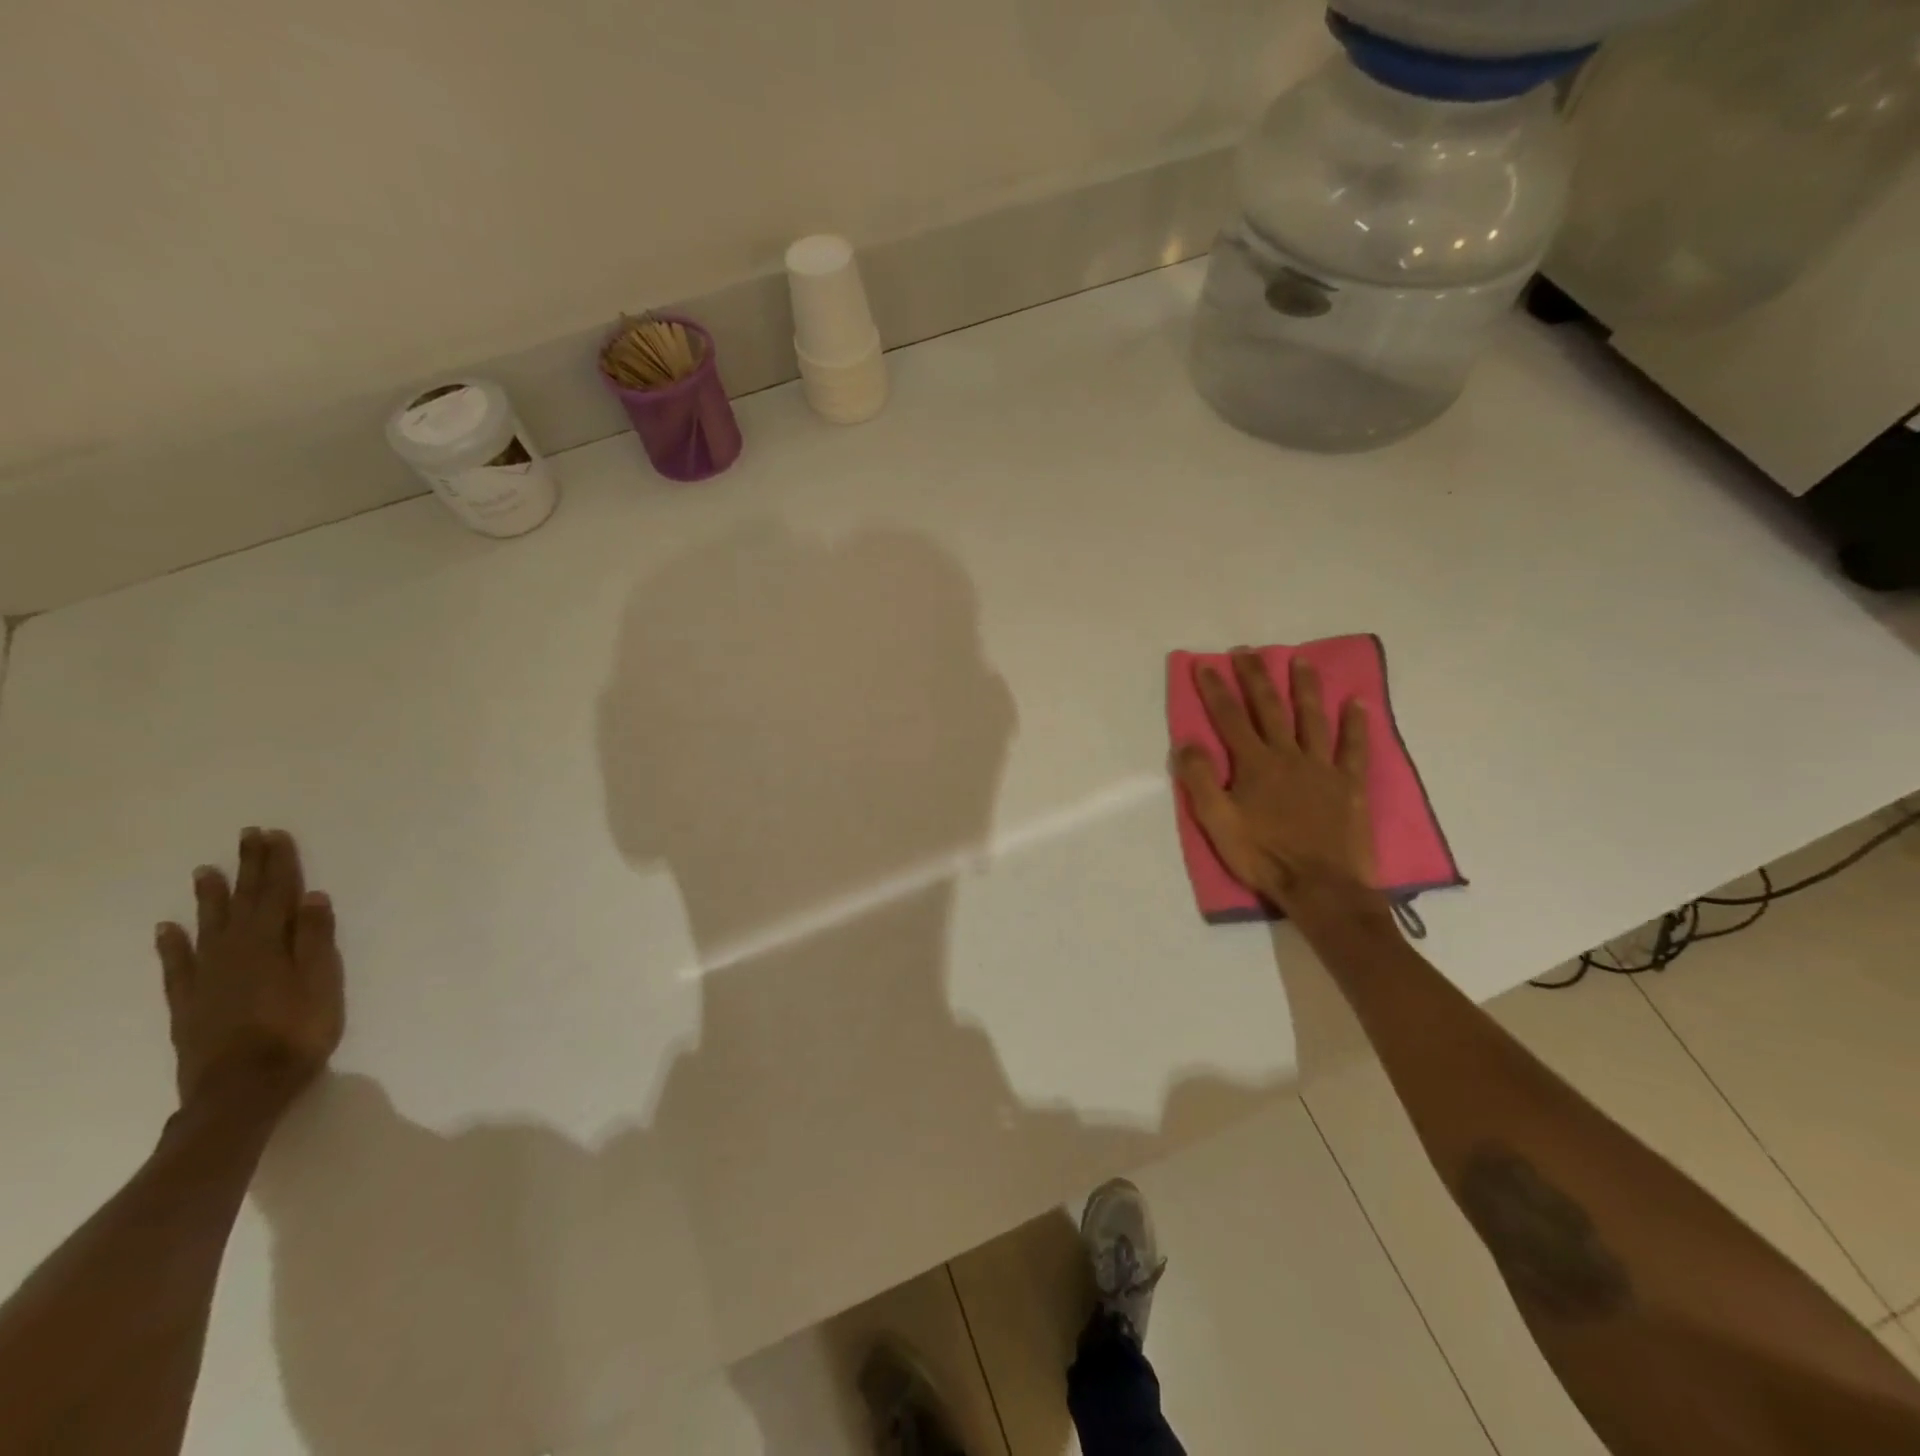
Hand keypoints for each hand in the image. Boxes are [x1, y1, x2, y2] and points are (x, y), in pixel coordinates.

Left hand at [155, 828, 344, 1115]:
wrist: (241, 1091)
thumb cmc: (298, 1032)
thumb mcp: (322, 983)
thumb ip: (315, 940)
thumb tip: (312, 897)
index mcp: (270, 944)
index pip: (277, 894)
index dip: (278, 864)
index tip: (275, 835)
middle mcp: (234, 952)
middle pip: (244, 903)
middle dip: (248, 869)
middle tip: (247, 837)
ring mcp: (207, 977)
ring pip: (208, 927)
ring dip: (210, 898)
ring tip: (206, 871)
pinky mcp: (189, 1002)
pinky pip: (178, 966)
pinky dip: (172, 945)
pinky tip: (168, 930)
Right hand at [1173, 651, 1383, 920]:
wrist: (1321, 887)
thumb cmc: (1264, 856)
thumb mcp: (1218, 823)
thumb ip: (1200, 780)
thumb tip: (1186, 742)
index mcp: (1254, 765)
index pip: (1230, 718)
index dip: (1216, 690)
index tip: (1206, 664)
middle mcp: (1288, 756)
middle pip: (1270, 708)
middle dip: (1256, 678)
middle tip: (1247, 651)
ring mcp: (1322, 767)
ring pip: (1312, 718)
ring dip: (1305, 688)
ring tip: (1300, 661)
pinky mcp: (1349, 784)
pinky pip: (1353, 748)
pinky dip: (1356, 725)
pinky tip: (1357, 703)